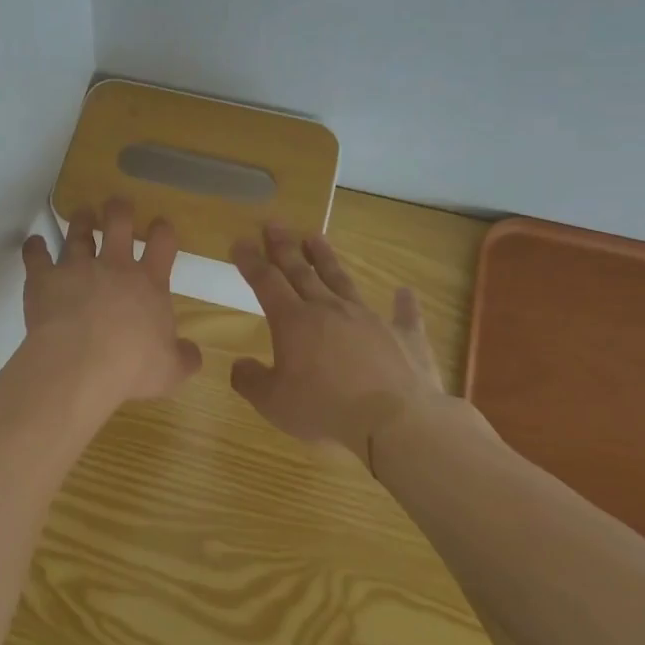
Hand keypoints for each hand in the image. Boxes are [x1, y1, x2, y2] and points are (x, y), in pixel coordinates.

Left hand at [22, 198, 202, 402]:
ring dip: (81, 221)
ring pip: (78, 233)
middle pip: (118, 224)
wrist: (80, 365)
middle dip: (119, 210)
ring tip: (82, 213)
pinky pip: (36, 255)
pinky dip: (34, 248)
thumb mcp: (170, 370)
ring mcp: (77, 268)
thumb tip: (192, 353)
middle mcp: (114, 267)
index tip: (160, 225)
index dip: (162, 230)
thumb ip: (184, 358)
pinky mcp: (44, 278)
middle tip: (117, 204)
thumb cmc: (131, 367)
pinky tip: (34, 244)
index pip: (162, 243)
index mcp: (149, 284)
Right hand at [229, 224, 447, 460]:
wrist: (395, 421)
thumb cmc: (325, 409)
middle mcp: (329, 309)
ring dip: (327, 259)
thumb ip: (251, 381)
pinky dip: (404, 303)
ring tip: (316, 237)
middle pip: (301, 271)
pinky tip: (405, 291)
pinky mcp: (404, 335)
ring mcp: (369, 318)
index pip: (265, 282)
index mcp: (293, 322)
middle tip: (274, 224)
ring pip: (342, 280)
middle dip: (284, 247)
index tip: (240, 242)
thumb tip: (239, 365)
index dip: (250, 261)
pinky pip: (404, 314)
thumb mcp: (273, 402)